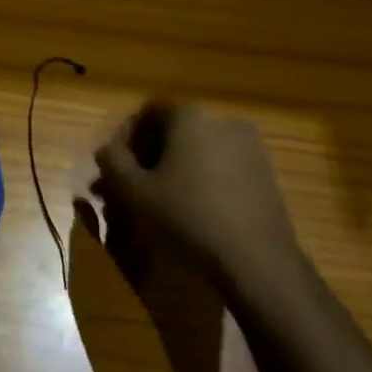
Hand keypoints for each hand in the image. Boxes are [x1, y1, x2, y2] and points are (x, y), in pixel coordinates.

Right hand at [93, 102, 308, 296]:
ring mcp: (249, 147)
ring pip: (196, 153)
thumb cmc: (187, 216)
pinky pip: (220, 168)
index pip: (148, 112)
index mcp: (191, 117)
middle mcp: (223, 121)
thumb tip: (107, 149)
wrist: (256, 259)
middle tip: (128, 190)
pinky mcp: (265, 174)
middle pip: (173, 133)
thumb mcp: (134, 191)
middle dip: (145, 160)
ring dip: (170, 173)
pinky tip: (188, 212)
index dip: (124, 137)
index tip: (113, 167)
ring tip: (154, 205)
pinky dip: (198, 182)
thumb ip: (112, 161)